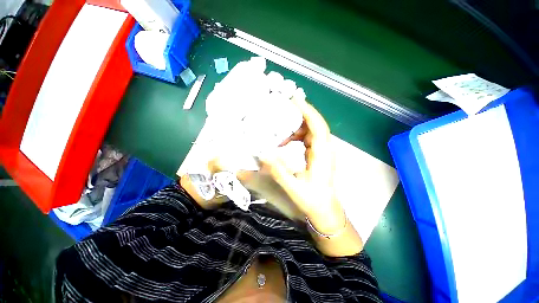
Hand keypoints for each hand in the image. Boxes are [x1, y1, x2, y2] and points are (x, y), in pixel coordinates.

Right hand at [259, 96, 345, 234]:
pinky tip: (285, 142)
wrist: (324, 210)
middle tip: (283, 109)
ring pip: (311, 131)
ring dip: (296, 128)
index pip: (318, 126)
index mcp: (322, 154)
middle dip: (300, 115)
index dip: (308, 111)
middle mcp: (324, 149)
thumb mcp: (294, 187)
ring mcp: (322, 151)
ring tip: (280, 130)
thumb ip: (279, 171)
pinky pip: (308, 139)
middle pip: (315, 125)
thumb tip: (264, 154)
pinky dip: (297, 136)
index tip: (295, 100)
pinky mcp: (317, 155)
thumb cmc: (312, 200)